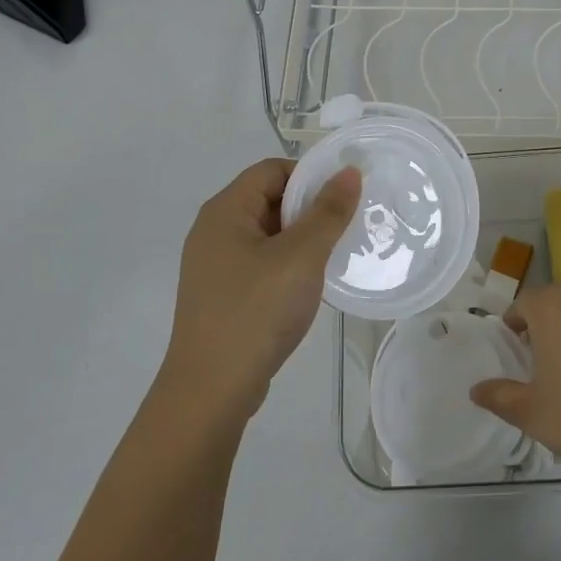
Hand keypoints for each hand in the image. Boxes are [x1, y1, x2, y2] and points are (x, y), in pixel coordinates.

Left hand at [163, 157, 361, 423]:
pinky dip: (287, 265)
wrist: (212, 390)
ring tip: (336, 253)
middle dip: (309, 208)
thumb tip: (349, 172)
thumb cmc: (257, 311)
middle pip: (268, 200)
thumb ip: (328, 212)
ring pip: (267, 235)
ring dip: (301, 239)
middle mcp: (214, 232)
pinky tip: (310, 285)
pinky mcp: (222, 296)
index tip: (345, 193)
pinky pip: (261, 264)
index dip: (309, 174)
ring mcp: (215, 266)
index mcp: (225, 212)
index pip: (271, 170)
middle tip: (348, 224)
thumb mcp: (301, 256)